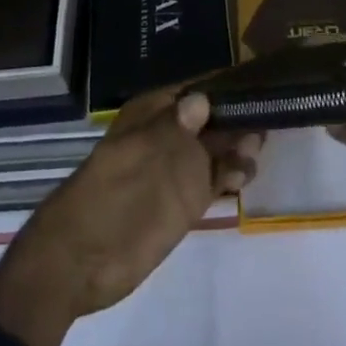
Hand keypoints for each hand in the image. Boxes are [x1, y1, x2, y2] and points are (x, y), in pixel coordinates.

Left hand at [0, 86, 261, 345]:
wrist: (78, 264)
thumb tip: (202, 99)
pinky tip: (243, 177)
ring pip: (221, 147)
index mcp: (154, 113)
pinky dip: (234, 174)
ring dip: (241, 145)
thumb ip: (172, 128)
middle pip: (216, 116)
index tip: (261, 82)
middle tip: (267, 119)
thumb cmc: (105, 198)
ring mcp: (180, 169)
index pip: (198, 88)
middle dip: (241, 116)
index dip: (227, 84)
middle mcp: (172, 135)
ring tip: (253, 152)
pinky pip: (218, 178)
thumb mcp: (137, 156)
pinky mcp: (188, 201)